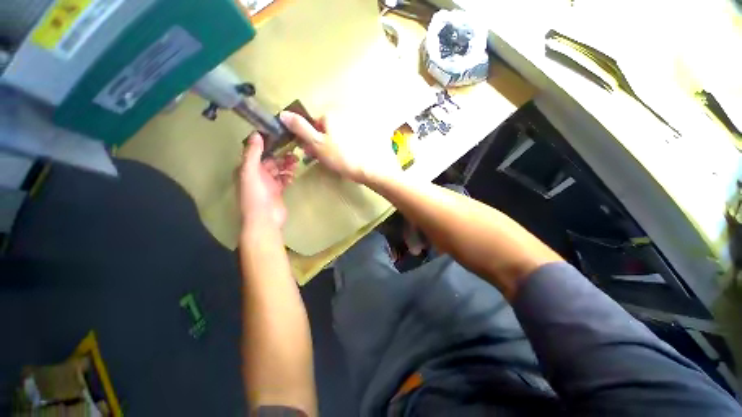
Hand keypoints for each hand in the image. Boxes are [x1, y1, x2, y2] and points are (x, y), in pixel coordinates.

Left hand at [238, 132, 297, 229]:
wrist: (265, 218)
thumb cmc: (255, 195)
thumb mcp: (250, 172)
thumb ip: (253, 153)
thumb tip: (256, 134)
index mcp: (247, 168)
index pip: (256, 152)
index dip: (267, 144)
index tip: (280, 136)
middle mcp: (256, 174)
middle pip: (270, 160)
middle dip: (280, 155)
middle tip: (293, 151)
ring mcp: (268, 183)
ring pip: (278, 169)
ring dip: (286, 165)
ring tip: (296, 162)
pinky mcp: (278, 191)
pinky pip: (284, 179)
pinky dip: (288, 176)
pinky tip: (293, 175)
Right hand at [279, 111, 400, 183]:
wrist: (373, 169)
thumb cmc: (342, 157)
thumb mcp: (317, 144)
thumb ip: (301, 128)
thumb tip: (283, 113)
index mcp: (331, 113)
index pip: (314, 124)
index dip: (312, 139)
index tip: (313, 153)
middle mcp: (345, 113)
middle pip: (328, 128)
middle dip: (324, 142)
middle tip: (327, 158)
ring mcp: (360, 122)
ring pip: (341, 134)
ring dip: (337, 144)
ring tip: (340, 160)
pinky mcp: (371, 132)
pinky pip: (354, 138)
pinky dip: (351, 145)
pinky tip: (354, 156)